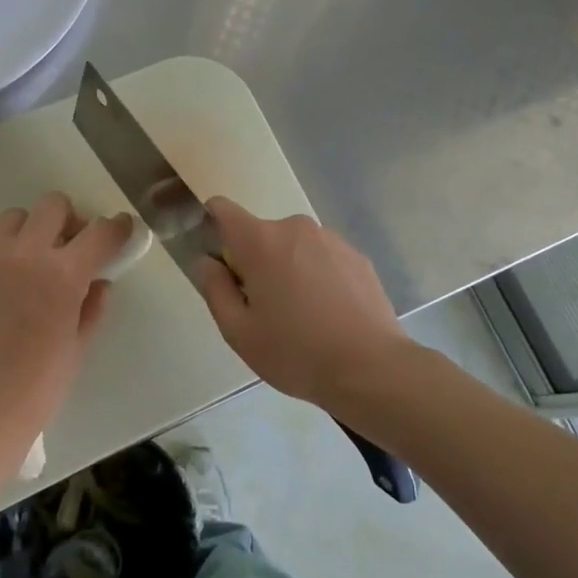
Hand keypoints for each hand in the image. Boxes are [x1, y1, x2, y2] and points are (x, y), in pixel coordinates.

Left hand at [0, 193, 131, 472]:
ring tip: (29, 265)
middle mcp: (23, 255)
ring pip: (13, 219)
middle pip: (53, 205)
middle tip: (70, 247)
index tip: (120, 230)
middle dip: (69, 220)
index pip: (100, 232)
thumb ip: (92, 306)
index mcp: (62, 274)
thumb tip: (98, 282)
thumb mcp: (77, 347)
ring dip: (30, 233)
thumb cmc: (38, 388)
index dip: (117, 227)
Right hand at [191, 197, 410, 410]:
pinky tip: (328, 315)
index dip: (212, 225)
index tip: (218, 261)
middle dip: (254, 262)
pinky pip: (322, 258)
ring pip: (293, 248)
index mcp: (260, 241)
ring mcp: (331, 240)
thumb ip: (214, 289)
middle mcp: (295, 228)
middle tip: (262, 309)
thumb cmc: (295, 351)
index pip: (222, 209)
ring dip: (288, 270)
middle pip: (260, 235)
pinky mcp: (357, 256)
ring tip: (300, 316)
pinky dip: (317, 277)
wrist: (370, 368)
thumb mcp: (238, 331)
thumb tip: (206, 262)